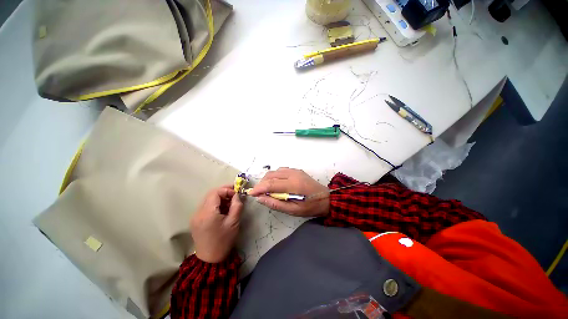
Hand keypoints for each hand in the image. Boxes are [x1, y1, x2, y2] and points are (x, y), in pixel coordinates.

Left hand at [190, 186, 243, 262]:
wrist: (210, 259)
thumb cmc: (224, 240)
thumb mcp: (234, 222)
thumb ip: (236, 205)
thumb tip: (237, 195)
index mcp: (207, 213)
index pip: (215, 192)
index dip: (226, 190)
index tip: (236, 194)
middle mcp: (198, 212)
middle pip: (210, 194)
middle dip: (224, 192)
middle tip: (235, 195)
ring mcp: (195, 216)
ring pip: (208, 200)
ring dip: (220, 198)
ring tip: (230, 203)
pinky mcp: (195, 220)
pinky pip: (206, 206)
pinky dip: (215, 204)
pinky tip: (223, 210)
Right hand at [248, 168, 329, 216]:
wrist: (326, 198)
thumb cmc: (311, 207)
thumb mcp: (293, 210)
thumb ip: (276, 203)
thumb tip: (260, 198)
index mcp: (293, 185)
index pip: (270, 184)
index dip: (258, 188)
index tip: (251, 194)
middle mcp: (292, 174)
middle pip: (271, 175)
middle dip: (261, 183)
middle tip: (258, 193)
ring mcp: (295, 170)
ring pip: (275, 171)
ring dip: (267, 179)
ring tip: (266, 189)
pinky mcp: (296, 170)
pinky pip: (281, 170)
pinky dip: (275, 176)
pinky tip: (275, 183)